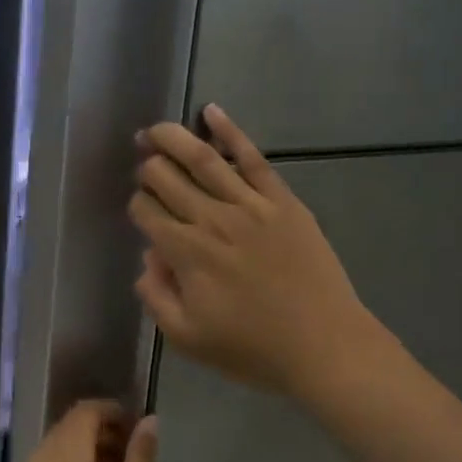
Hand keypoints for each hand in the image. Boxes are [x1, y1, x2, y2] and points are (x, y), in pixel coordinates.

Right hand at [130, 105, 392, 405]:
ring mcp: (250, 205)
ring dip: (171, 138)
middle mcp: (212, 219)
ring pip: (202, 158)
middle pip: (166, 177)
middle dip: (147, 167)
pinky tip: (211, 112)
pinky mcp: (282, 200)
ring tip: (154, 129)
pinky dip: (230, 131)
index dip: (136, 206)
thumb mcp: (187, 338)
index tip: (140, 211)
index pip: (146, 212)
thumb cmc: (252, 348)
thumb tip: (148, 258)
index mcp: (186, 253)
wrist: (325, 345)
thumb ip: (156, 296)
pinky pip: (252, 157)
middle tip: (142, 164)